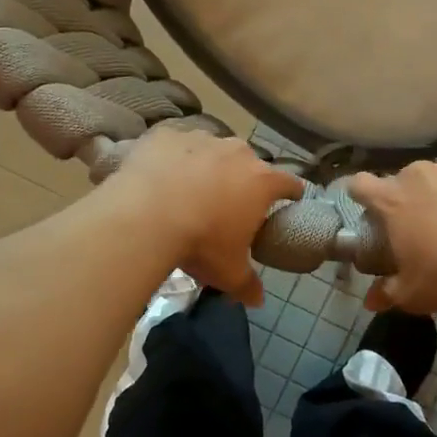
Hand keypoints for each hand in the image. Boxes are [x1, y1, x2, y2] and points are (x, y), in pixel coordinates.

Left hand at [107, 126, 303, 303]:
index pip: (290, 183)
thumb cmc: (200, 243)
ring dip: (207, 166)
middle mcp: (237, 152)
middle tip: (228, 204)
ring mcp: (201, 138)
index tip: (290, 200)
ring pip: (212, 150)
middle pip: (249, 164)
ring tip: (189, 189)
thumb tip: (257, 301)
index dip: (292, 193)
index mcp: (261, 182)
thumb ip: (247, 284)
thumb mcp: (227, 271)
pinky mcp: (167, 135)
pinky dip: (172, 157)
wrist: (144, 216)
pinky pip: (175, 145)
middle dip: (243, 180)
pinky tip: (159, 176)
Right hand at [349, 155, 436, 314]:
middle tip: (426, 226)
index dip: (362, 195)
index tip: (371, 210)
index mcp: (393, 200)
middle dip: (412, 198)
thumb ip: (387, 293)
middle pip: (406, 179)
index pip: (360, 185)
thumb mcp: (413, 294)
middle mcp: (420, 174)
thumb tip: (371, 302)